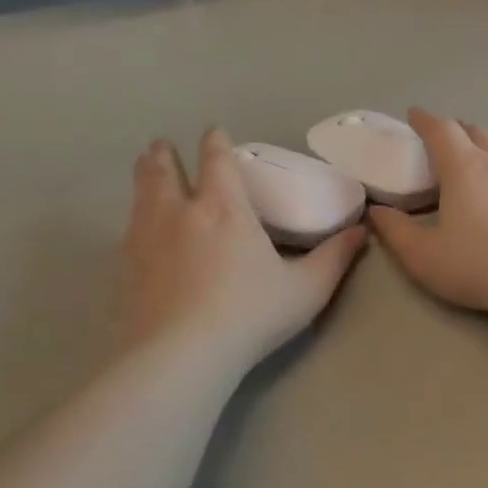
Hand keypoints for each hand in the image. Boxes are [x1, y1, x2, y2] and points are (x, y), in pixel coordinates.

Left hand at [121, 130, 366, 371]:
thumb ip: (334, 257)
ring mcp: (146, 239)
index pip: (216, 161)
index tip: (212, 132)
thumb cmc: (251, 316)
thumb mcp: (307, 289)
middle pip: (165, 170)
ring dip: (144, 176)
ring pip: (141, 194)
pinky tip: (136, 228)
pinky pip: (128, 229)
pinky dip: (134, 216)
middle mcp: (180, 213)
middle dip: (165, 154)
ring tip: (145, 167)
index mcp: (225, 209)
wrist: (181, 356)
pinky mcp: (125, 267)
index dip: (215, 142)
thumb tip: (361, 231)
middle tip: (162, 145)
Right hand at [367, 110, 487, 320]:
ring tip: (478, 159)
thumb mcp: (423, 255)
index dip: (424, 120)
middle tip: (443, 141)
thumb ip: (395, 231)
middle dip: (456, 130)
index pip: (441, 129)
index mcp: (465, 167)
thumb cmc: (478, 265)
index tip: (414, 116)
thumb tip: (377, 212)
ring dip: (487, 145)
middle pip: (476, 132)